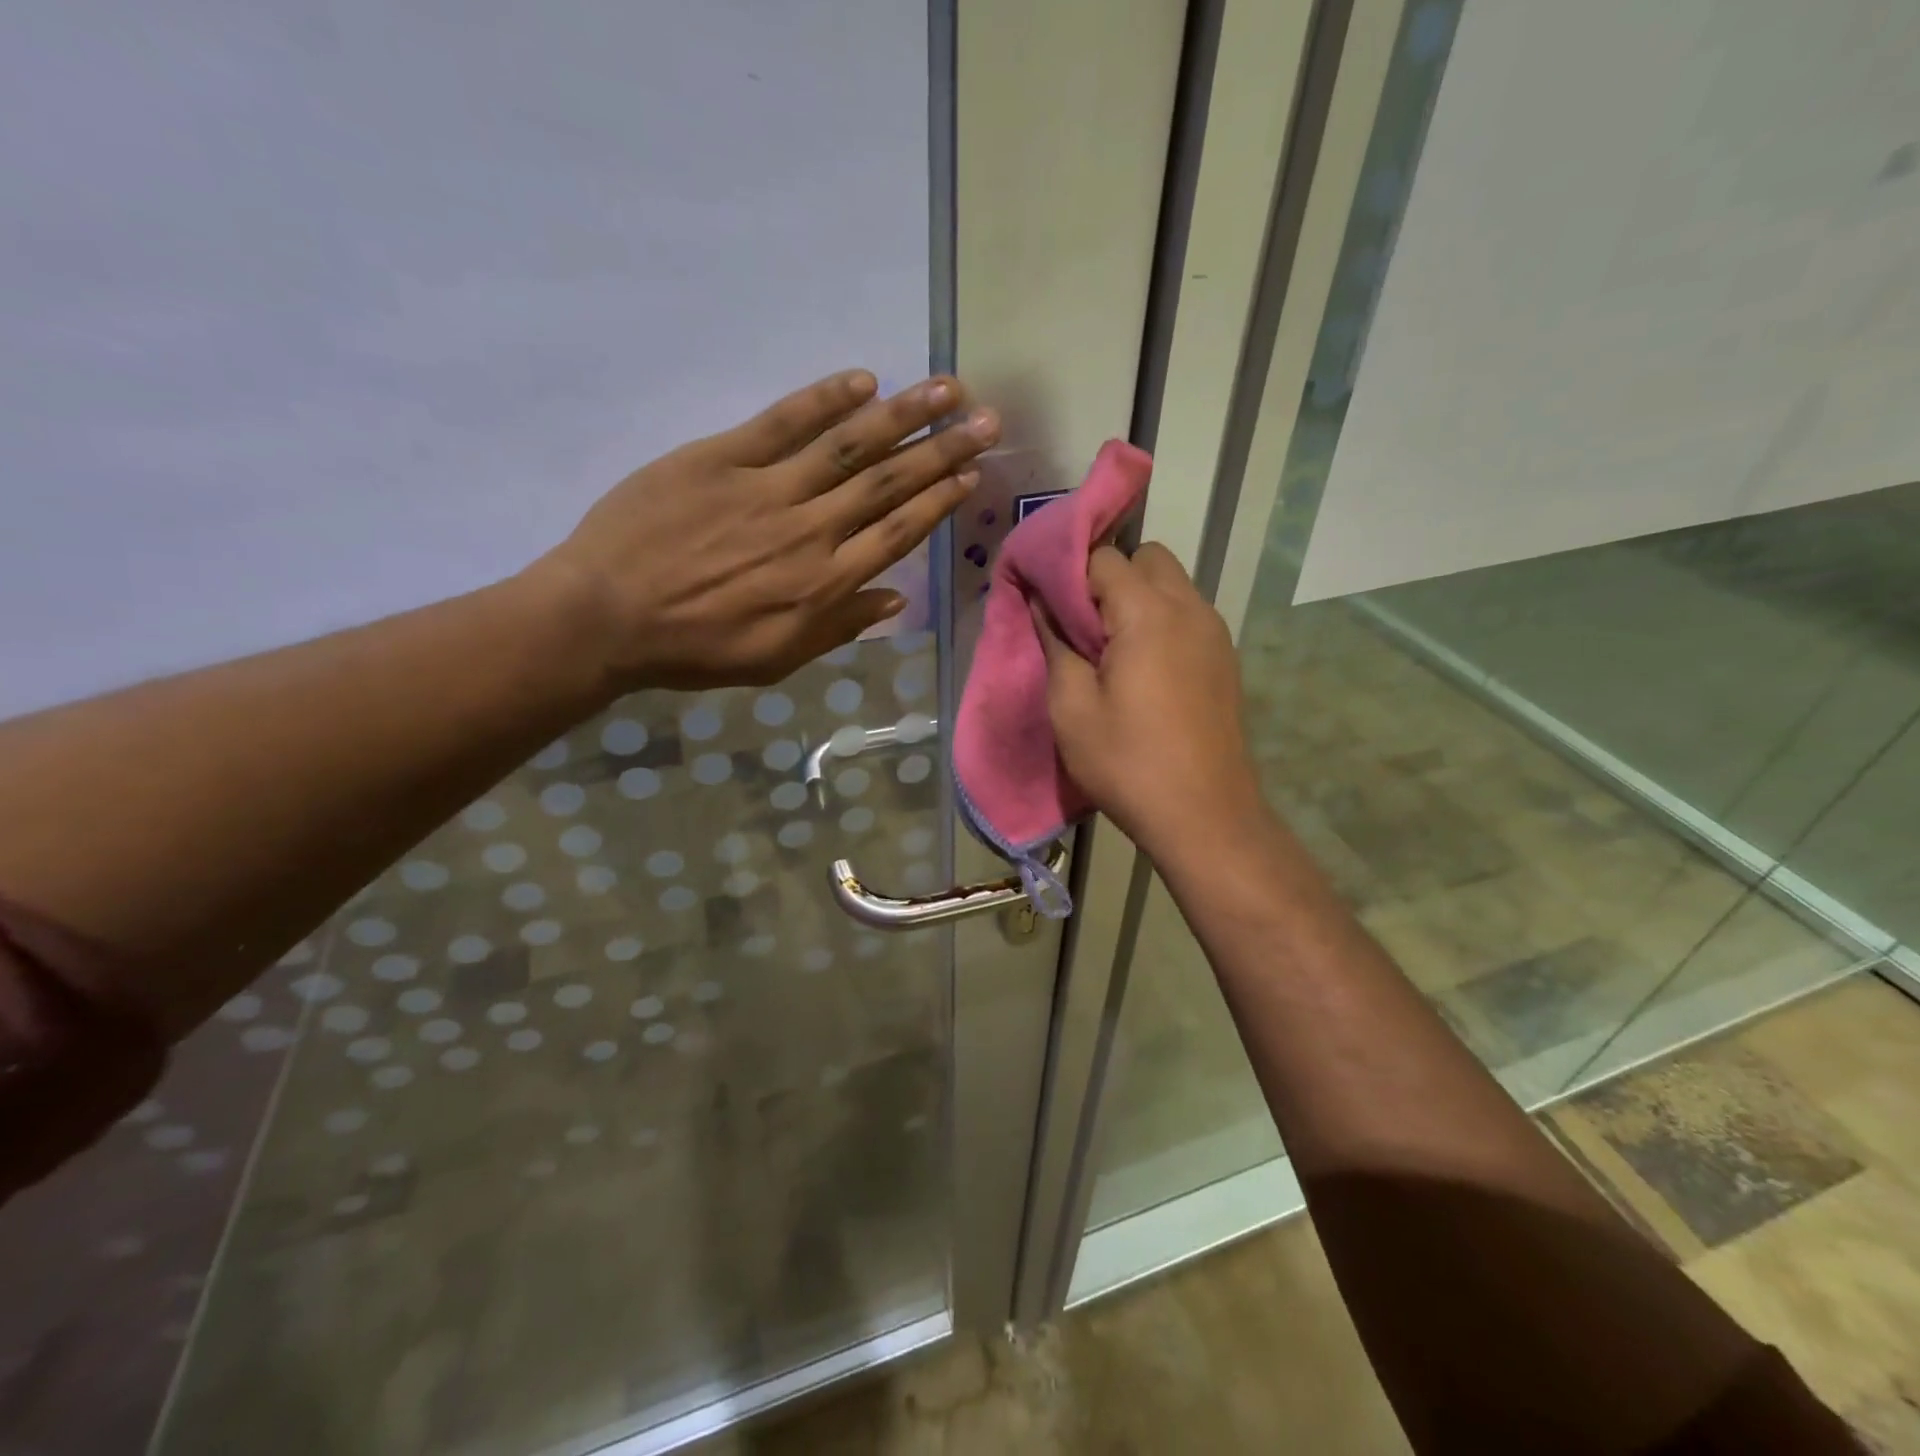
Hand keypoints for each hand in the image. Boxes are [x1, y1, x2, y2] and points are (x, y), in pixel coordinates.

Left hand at [534, 370, 998, 691]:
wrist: (607, 616)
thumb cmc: (697, 649)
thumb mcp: (778, 659)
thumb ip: (839, 627)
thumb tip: (895, 598)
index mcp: (825, 583)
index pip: (898, 532)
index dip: (939, 501)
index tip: (971, 473)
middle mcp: (810, 529)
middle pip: (889, 483)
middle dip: (942, 449)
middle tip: (987, 420)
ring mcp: (767, 488)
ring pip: (849, 446)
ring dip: (902, 414)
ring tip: (946, 389)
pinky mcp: (721, 457)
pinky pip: (782, 423)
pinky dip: (824, 399)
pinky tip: (862, 380)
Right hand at [1035, 543, 1263, 859]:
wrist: (1204, 815)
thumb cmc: (1127, 762)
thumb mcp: (1071, 707)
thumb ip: (1055, 643)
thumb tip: (1043, 603)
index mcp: (1148, 612)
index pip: (1103, 556)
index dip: (1070, 575)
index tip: (1051, 608)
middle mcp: (1189, 607)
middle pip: (1146, 557)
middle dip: (1109, 577)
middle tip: (1084, 628)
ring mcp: (1214, 632)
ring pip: (1171, 583)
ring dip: (1137, 599)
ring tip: (1112, 651)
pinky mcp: (1224, 658)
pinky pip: (1187, 614)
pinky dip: (1161, 621)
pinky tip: (1144, 670)